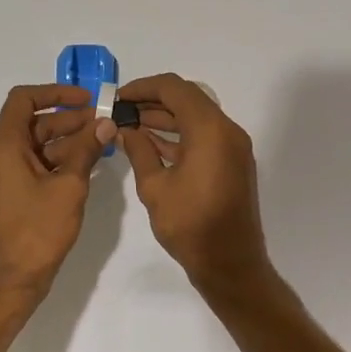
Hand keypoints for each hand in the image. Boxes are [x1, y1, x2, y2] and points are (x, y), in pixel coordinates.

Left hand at [0, 84, 115, 295]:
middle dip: (69, 120)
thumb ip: (86, 151)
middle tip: (104, 123)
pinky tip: (85, 168)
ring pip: (35, 147)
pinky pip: (32, 167)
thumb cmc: (37, 231)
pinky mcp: (7, 197)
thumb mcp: (69, 187)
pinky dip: (57, 162)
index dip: (55, 92)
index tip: (87, 100)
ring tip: (102, 145)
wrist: (9, 282)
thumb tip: (105, 123)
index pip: (23, 99)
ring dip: (66, 142)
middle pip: (33, 123)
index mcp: (3, 146)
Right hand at [117, 73, 272, 289]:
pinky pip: (204, 135)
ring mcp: (233, 146)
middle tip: (121, 111)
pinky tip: (151, 143)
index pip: (174, 89)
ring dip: (165, 117)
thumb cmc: (190, 226)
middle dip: (153, 101)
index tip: (118, 98)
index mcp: (210, 130)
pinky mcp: (232, 162)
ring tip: (130, 126)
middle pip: (187, 99)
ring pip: (196, 117)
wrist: (231, 263)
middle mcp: (227, 130)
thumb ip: (139, 151)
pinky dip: (179, 134)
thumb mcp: (155, 187)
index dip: (143, 87)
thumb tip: (125, 130)